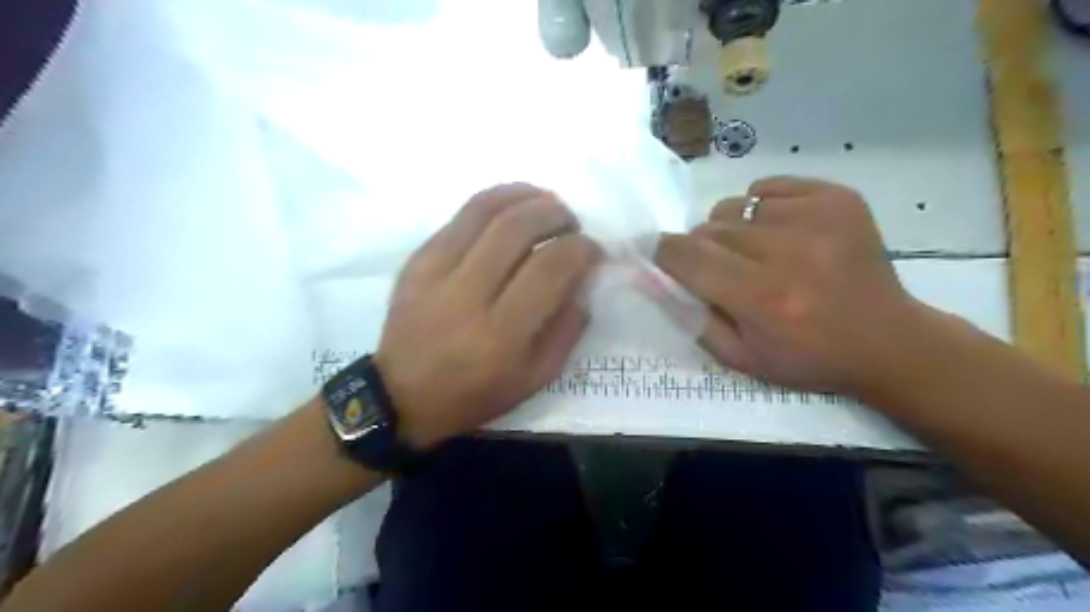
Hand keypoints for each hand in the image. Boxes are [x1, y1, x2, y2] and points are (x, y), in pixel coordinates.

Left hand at [372, 185, 595, 446]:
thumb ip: (567, 328)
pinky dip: (494, 202)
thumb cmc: (475, 393)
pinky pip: (460, 216)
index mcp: (500, 334)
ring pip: (485, 210)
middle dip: (556, 213)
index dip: (581, 249)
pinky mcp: (417, 260)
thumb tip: (583, 279)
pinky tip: (511, 209)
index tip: (592, 250)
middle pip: (517, 227)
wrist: (402, 395)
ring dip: (525, 196)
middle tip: (571, 223)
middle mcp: (466, 295)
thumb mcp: (535, 378)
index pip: (550, 267)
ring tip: (545, 203)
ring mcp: (435, 272)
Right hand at [656, 174, 926, 396]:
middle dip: (703, 249)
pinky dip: (763, 209)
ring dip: (733, 230)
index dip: (665, 254)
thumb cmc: (806, 358)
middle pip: (708, 229)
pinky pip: (767, 189)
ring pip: (734, 206)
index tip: (667, 260)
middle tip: (726, 271)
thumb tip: (651, 275)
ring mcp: (817, 217)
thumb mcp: (739, 357)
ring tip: (759, 254)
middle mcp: (788, 251)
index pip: (686, 255)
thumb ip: (689, 316)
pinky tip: (784, 235)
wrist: (887, 340)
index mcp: (762, 297)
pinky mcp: (837, 197)